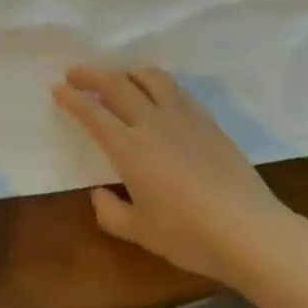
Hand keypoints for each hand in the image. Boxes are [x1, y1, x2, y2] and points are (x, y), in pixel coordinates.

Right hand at [53, 65, 288, 282]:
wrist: (250, 231)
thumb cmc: (189, 235)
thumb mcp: (141, 232)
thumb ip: (111, 212)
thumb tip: (99, 194)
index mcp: (129, 147)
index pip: (92, 113)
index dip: (72, 98)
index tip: (57, 88)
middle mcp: (153, 122)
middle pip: (117, 84)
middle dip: (91, 74)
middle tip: (75, 72)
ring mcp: (184, 118)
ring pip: (151, 78)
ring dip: (128, 72)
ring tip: (119, 78)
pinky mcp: (209, 122)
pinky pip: (177, 91)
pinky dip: (158, 85)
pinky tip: (159, 97)